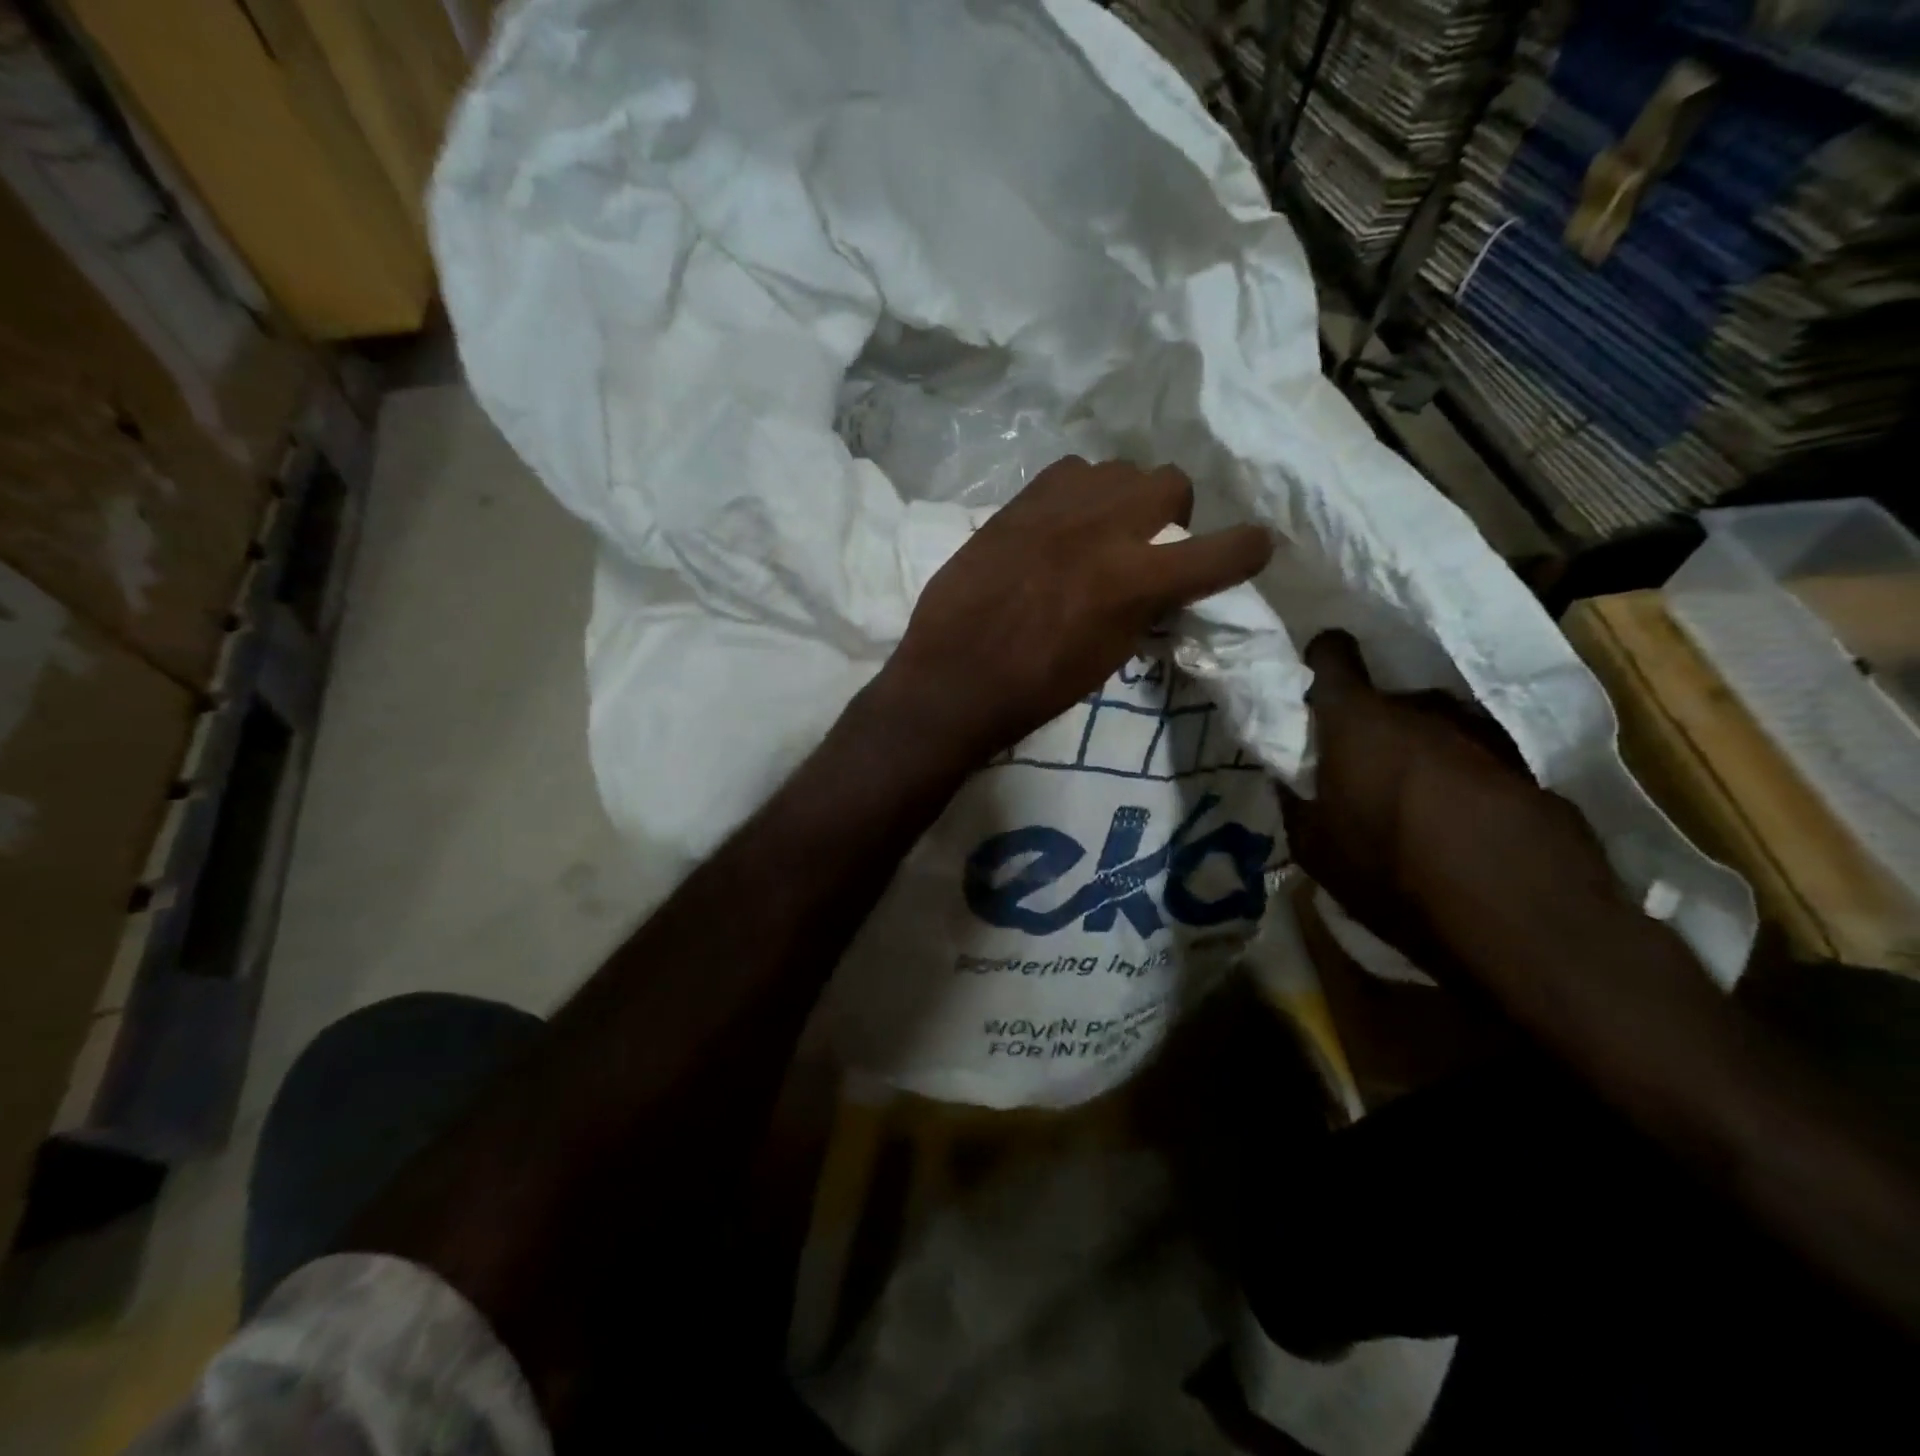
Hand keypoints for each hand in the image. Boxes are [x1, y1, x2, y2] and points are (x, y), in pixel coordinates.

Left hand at [873, 456, 1272, 761]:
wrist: (954, 678)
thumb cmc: (1035, 688)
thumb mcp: (1109, 657)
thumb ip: (1144, 609)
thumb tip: (1160, 586)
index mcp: (1136, 580)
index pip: (1222, 550)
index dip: (1247, 549)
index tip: (1248, 550)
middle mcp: (1105, 529)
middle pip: (1170, 481)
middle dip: (1172, 511)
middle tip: (1149, 540)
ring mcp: (1057, 508)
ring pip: (1117, 468)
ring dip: (1122, 496)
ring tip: (1099, 529)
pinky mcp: (1017, 504)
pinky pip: (1068, 472)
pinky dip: (1077, 492)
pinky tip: (1059, 523)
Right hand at [1283, 632, 1628, 980]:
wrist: (1525, 920)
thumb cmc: (1394, 877)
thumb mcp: (1316, 849)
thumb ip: (1296, 800)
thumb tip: (1290, 777)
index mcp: (1358, 721)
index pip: (1332, 655)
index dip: (1322, 661)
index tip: (1317, 685)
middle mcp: (1420, 709)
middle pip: (1385, 699)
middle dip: (1369, 726)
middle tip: (1360, 771)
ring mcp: (1480, 730)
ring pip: (1433, 725)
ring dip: (1418, 750)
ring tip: (1414, 801)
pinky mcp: (1526, 761)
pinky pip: (1475, 753)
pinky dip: (1461, 774)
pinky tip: (1460, 820)